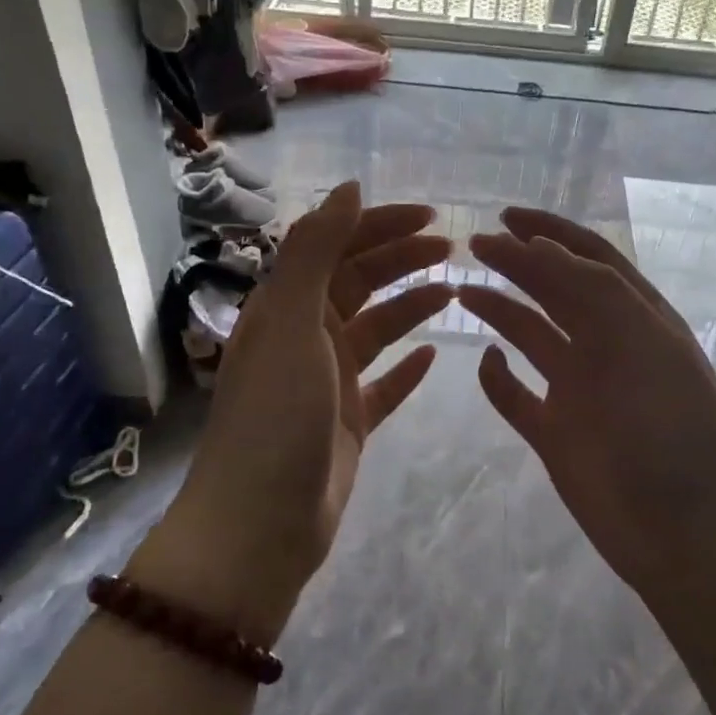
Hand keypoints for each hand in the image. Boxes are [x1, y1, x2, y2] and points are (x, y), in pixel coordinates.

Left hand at [131, 183, 452, 645]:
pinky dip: (407, 368)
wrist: (260, 525)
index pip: (335, 247)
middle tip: (454, 249)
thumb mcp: (291, 323)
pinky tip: (434, 356)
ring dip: (411, 306)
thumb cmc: (275, 417)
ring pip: (376, 329)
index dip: (379, 226)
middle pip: (359, 282)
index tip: (430, 217)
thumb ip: (315, 252)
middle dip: (403, 259)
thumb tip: (348, 189)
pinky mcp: (348, 422)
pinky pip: (384, 385)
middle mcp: (305, 337)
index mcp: (285, 308)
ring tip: (454, 292)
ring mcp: (327, 382)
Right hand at [458, 208, 715, 611]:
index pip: (590, 259)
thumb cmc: (670, 429)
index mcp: (636, 319)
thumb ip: (591, 289)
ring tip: (463, 291)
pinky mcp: (557, 434)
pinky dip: (497, 379)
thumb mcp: (640, 342)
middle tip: (472, 245)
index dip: (550, 231)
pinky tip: (484, 361)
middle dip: (518, 263)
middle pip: (555, 290)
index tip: (505, 217)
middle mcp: (607, 346)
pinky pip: (517, 397)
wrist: (687, 534)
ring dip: (501, 311)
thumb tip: (539, 245)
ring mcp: (581, 391)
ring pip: (533, 337)